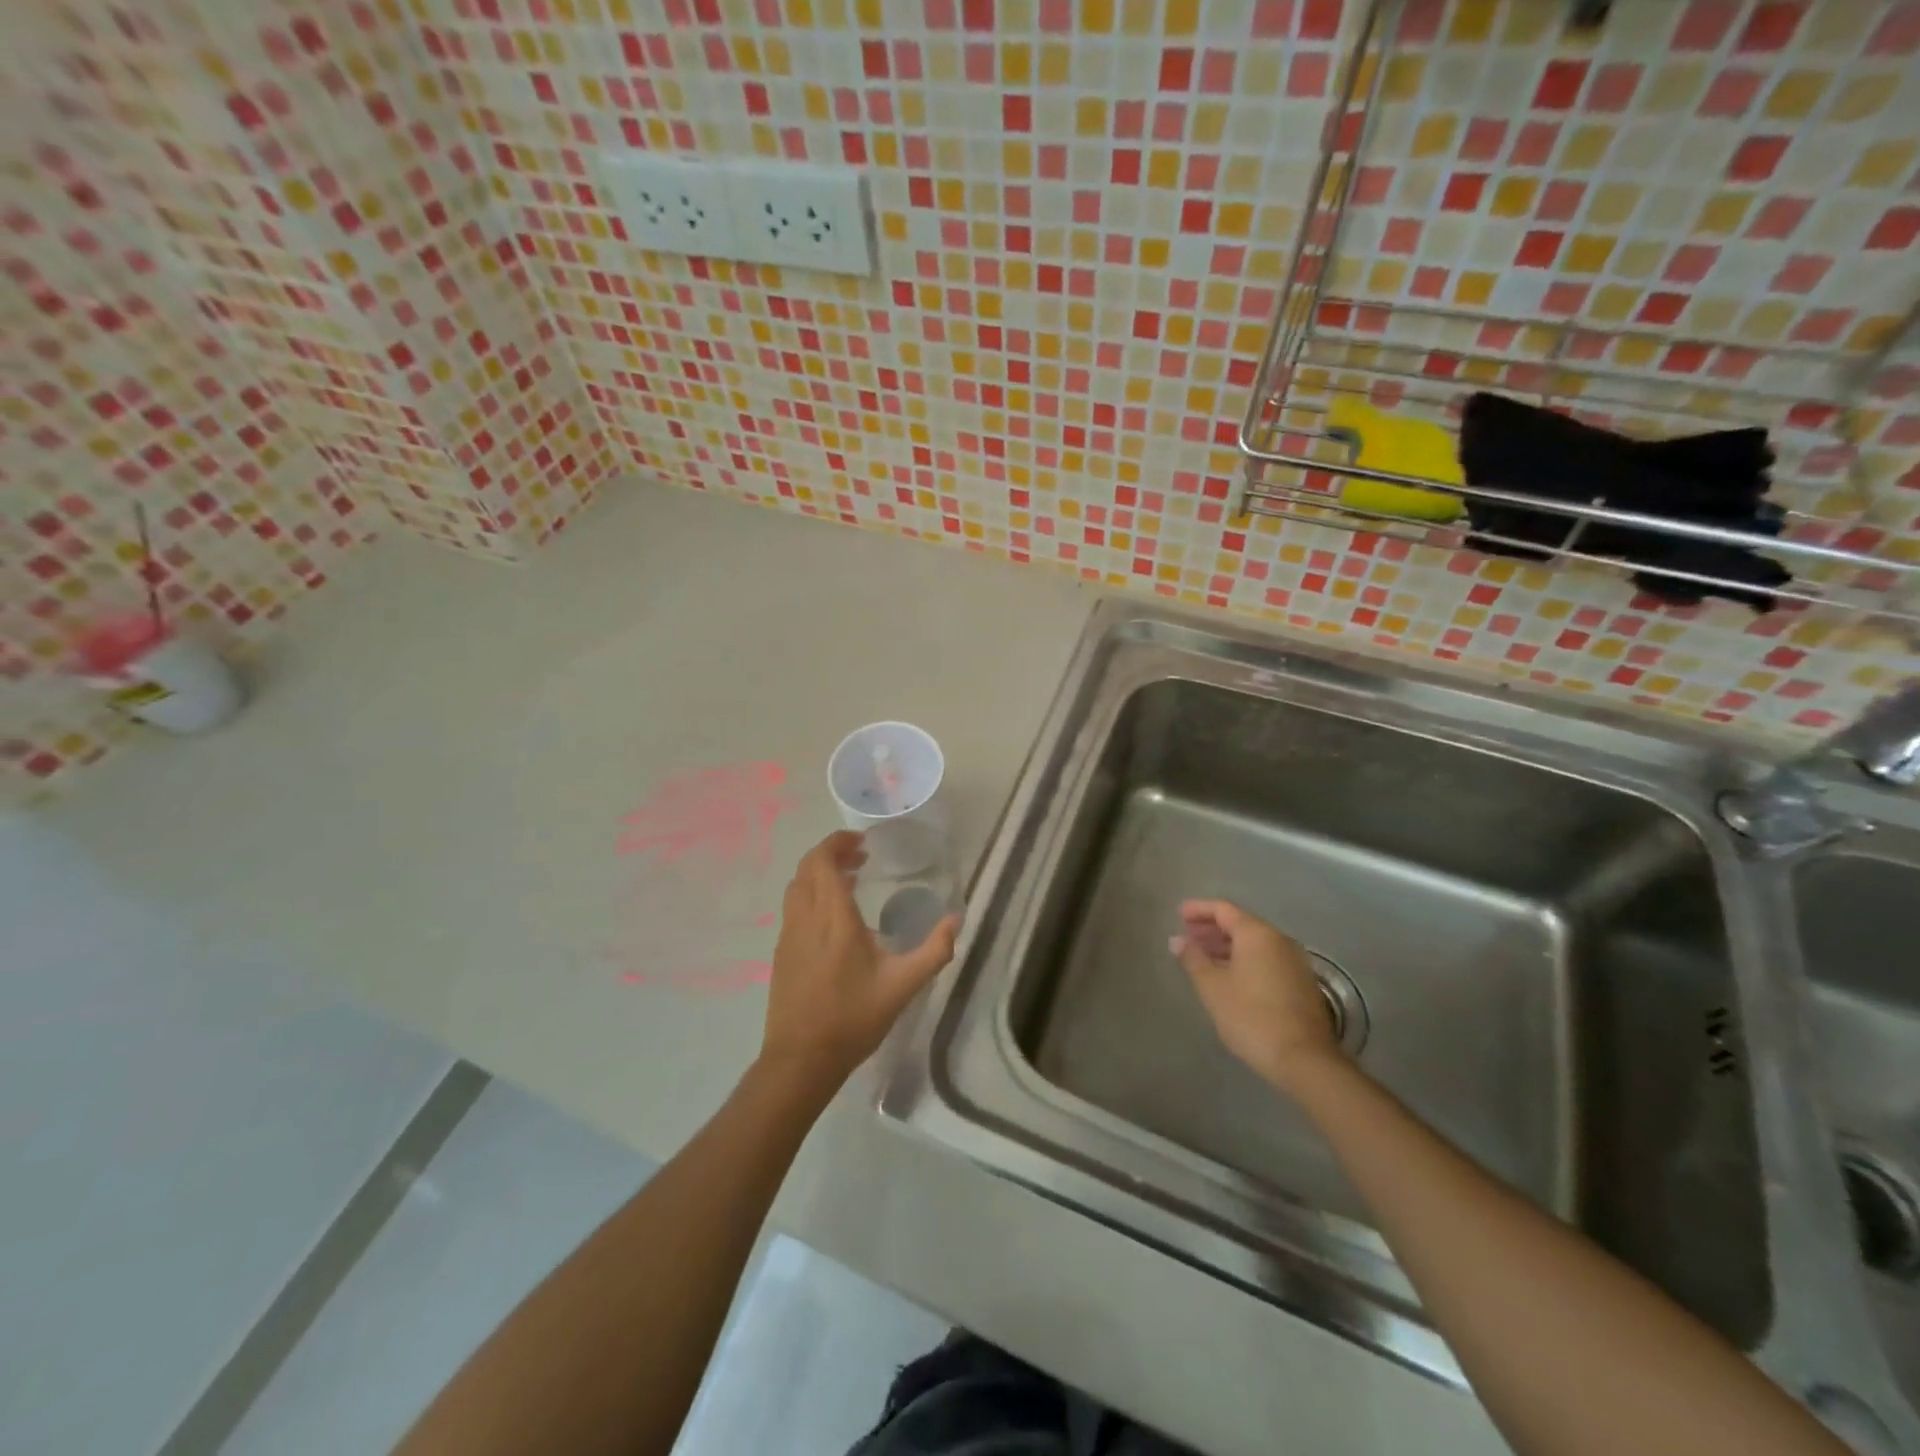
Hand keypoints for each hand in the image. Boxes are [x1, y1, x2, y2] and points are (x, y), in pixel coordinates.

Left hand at [759, 830, 959, 1098]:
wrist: (800, 1060)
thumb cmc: (853, 1019)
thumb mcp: (903, 986)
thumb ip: (934, 951)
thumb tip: (956, 920)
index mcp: (833, 918)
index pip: (822, 861)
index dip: (838, 843)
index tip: (862, 842)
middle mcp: (805, 918)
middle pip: (807, 868)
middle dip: (832, 854)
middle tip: (861, 858)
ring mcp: (788, 936)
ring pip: (797, 887)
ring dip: (819, 875)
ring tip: (849, 881)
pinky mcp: (782, 954)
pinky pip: (793, 908)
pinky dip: (811, 895)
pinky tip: (832, 919)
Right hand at [1172, 899, 1342, 1097]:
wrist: (1304, 1059)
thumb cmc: (1251, 1016)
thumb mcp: (1213, 987)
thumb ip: (1193, 959)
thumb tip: (1177, 940)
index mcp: (1257, 934)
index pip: (1223, 909)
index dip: (1199, 909)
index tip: (1178, 914)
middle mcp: (1279, 940)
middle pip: (1241, 924)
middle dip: (1212, 928)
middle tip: (1188, 936)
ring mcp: (1295, 961)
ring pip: (1255, 943)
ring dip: (1228, 946)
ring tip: (1204, 957)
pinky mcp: (1302, 983)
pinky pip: (1267, 959)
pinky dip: (1245, 959)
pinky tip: (1230, 977)